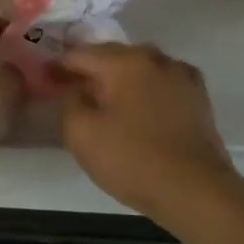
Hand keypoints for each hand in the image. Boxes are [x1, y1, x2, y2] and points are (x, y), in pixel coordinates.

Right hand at [53, 44, 238, 229]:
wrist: (196, 189)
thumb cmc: (133, 160)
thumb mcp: (82, 134)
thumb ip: (69, 103)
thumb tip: (74, 88)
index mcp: (124, 61)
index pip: (81, 54)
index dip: (59, 65)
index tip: (45, 77)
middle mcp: (154, 57)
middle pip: (113, 56)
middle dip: (91, 69)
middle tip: (72, 87)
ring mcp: (181, 74)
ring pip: (140, 67)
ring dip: (121, 77)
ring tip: (107, 97)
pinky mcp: (198, 95)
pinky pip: (163, 82)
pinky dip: (148, 88)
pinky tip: (143, 105)